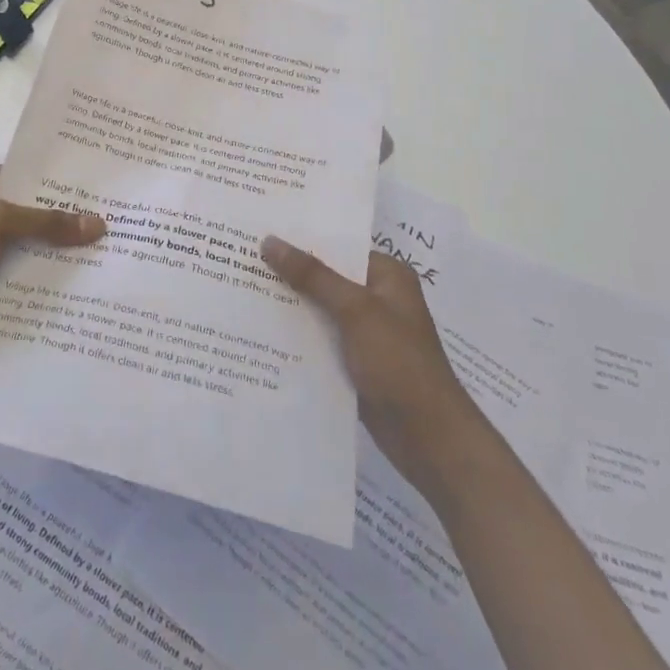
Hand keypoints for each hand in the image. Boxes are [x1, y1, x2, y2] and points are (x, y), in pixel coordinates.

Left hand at [0, 164, 104, 348]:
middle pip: (37, 213)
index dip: (70, 184)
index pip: (37, 175)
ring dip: (58, 256)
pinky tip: (75, 291)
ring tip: (108, 262)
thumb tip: (99, 223)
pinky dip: (39, 280)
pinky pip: (18, 274)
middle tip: (120, 230)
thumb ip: (47, 222)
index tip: (111, 192)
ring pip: (30, 246)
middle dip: (71, 223)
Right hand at [261, 238, 473, 500]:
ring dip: (289, 305)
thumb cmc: (399, 363)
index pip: (338, 245)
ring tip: (240, 289)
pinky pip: (320, 339)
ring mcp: (365, 332)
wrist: (429, 439)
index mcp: (386, 275)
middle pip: (325, 277)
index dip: (301, 238)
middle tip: (240, 258)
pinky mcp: (354, 362)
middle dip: (289, 273)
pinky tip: (260, 331)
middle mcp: (377, 298)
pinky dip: (297, 336)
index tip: (259, 230)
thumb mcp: (355, 311)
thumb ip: (312, 275)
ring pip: (319, 309)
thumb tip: (270, 241)